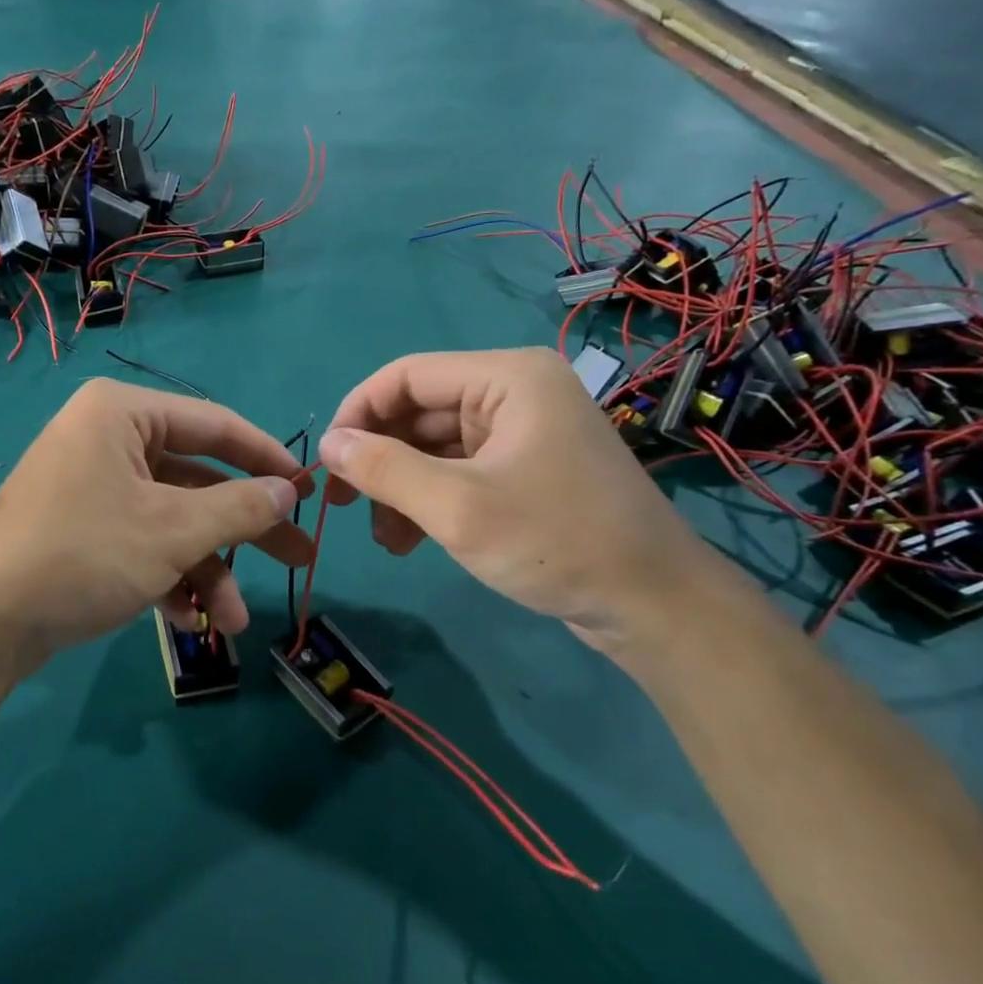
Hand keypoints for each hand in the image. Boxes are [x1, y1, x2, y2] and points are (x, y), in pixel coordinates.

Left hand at [0, 378, 313, 669]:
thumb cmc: (83, 553)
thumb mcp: (172, 530)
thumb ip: (238, 507)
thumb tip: (286, 492)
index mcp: (122, 415)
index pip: (214, 424)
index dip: (266, 459)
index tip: (308, 491)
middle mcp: (105, 440)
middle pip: (196, 480)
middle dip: (243, 530)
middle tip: (298, 560)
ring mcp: (90, 488)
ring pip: (170, 521)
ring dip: (205, 570)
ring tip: (232, 623)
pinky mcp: (79, 531)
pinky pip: (139, 543)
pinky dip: (167, 578)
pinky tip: (188, 622)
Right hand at [317, 348, 723, 651]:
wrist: (656, 607)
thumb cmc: (556, 542)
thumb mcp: (457, 507)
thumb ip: (383, 469)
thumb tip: (327, 445)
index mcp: (507, 377)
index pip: (407, 375)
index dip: (357, 412)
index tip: (326, 461)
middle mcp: (515, 392)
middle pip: (419, 411)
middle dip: (378, 459)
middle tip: (343, 505)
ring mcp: (522, 432)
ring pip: (434, 446)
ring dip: (400, 487)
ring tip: (383, 538)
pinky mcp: (526, 469)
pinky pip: (458, 471)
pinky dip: (427, 500)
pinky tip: (408, 541)